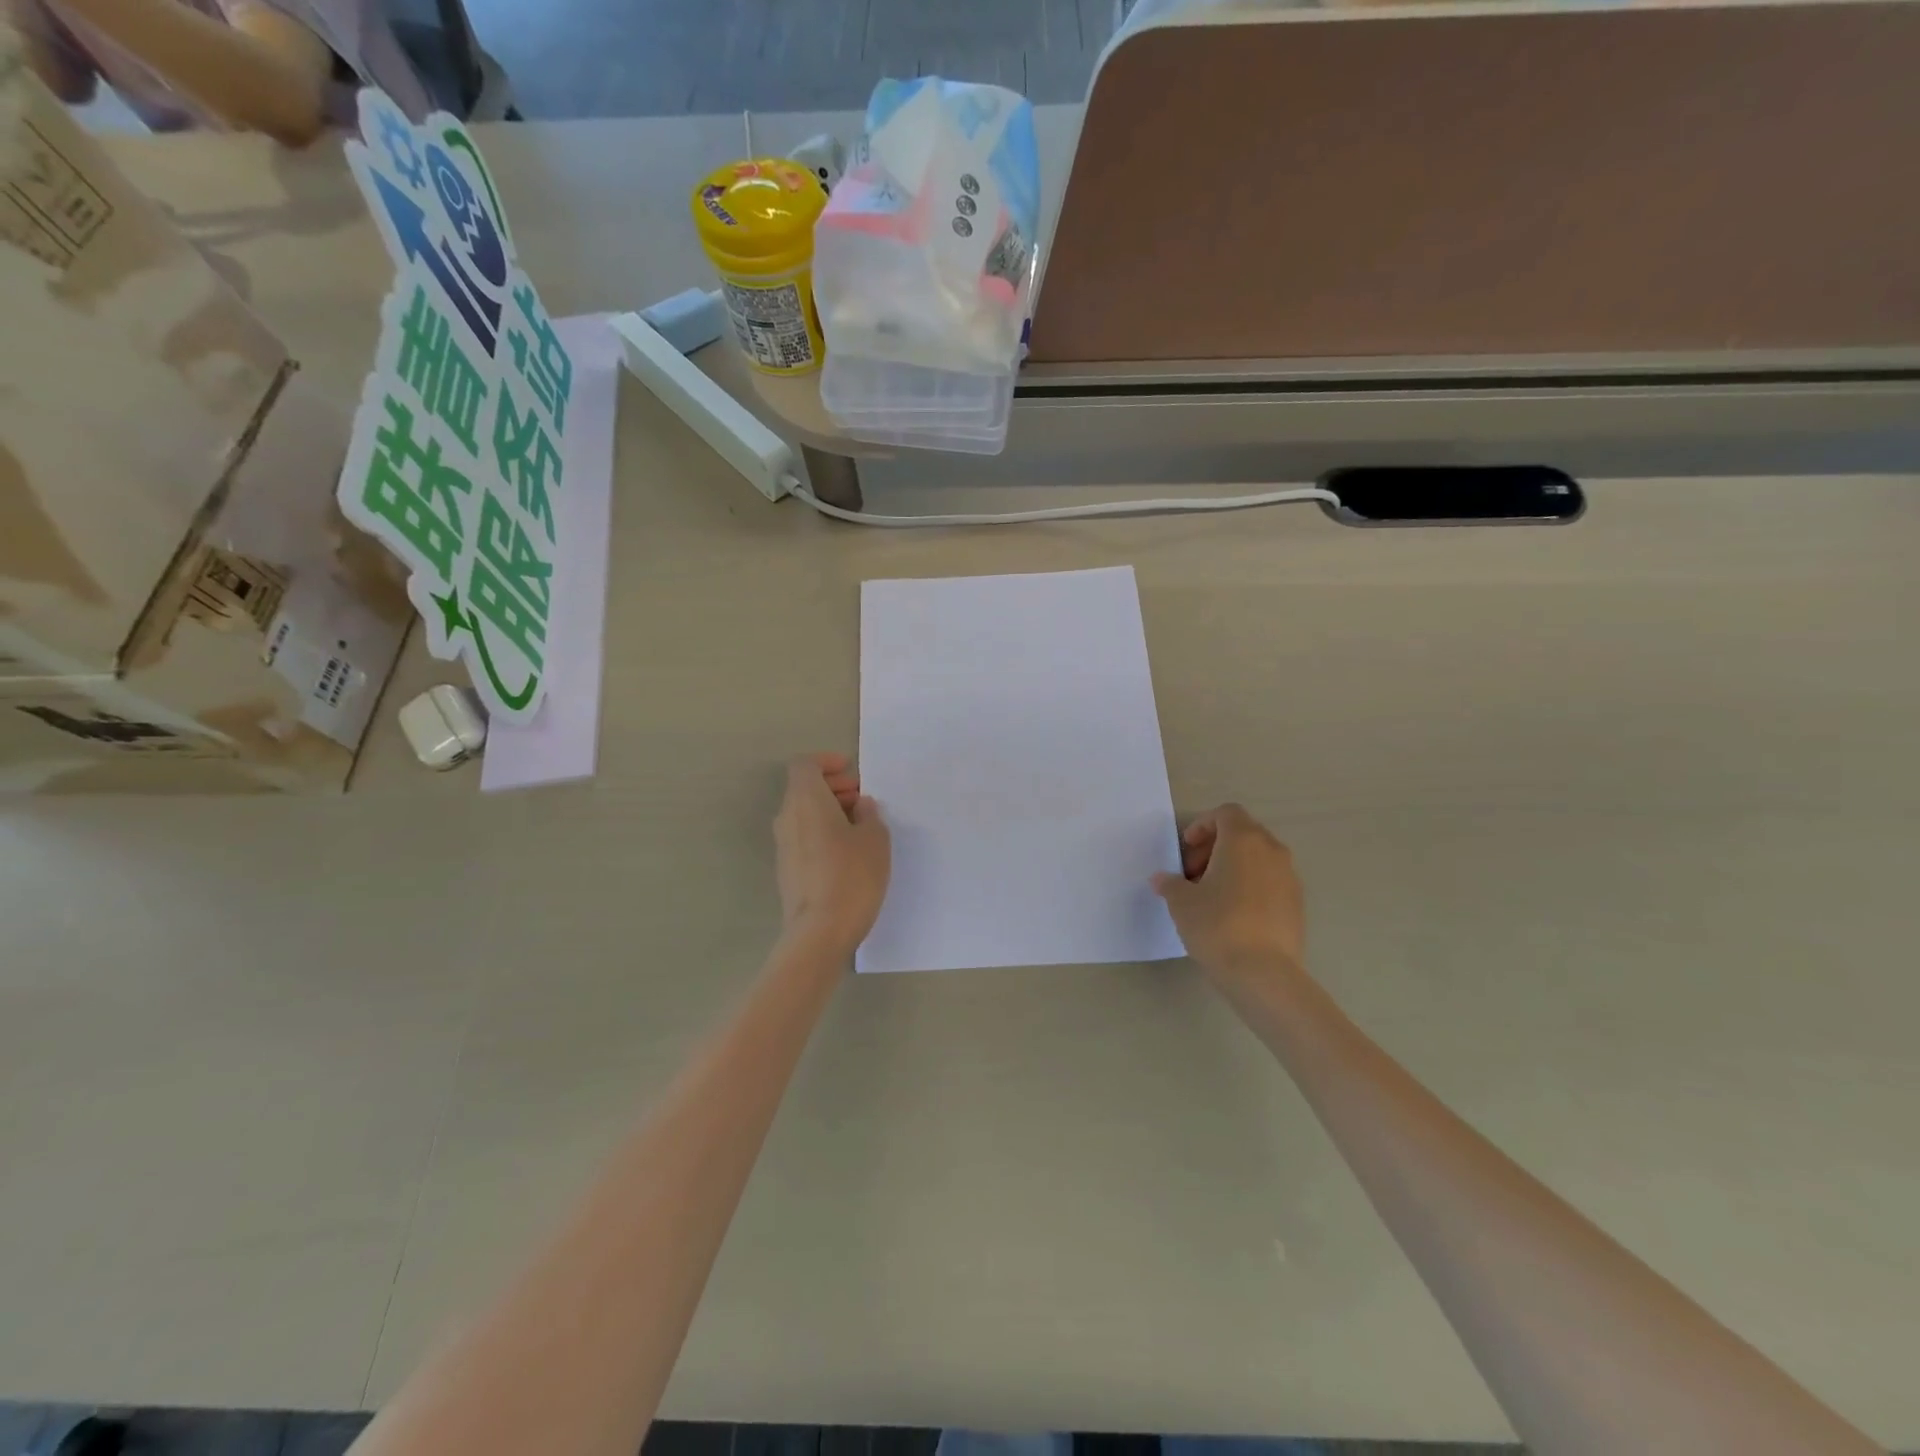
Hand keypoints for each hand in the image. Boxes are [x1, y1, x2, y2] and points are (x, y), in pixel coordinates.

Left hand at [774, 753, 890, 957]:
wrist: (819, 932)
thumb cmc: (851, 876)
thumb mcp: (875, 839)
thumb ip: (869, 814)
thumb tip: (860, 806)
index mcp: (805, 800)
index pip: (805, 765)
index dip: (827, 762)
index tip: (852, 772)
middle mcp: (787, 817)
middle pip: (804, 788)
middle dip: (833, 787)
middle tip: (862, 800)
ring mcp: (783, 845)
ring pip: (804, 813)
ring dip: (829, 811)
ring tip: (861, 827)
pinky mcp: (786, 869)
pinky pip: (803, 836)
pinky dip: (823, 832)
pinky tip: (848, 853)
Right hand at [1152, 804, 1305, 981]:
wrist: (1263, 974)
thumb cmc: (1217, 926)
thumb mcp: (1181, 902)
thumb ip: (1170, 884)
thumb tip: (1163, 879)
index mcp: (1244, 840)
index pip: (1226, 813)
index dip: (1203, 826)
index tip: (1186, 849)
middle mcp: (1272, 851)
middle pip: (1243, 833)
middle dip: (1215, 848)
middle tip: (1193, 874)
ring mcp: (1289, 878)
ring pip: (1258, 858)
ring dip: (1233, 867)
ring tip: (1211, 896)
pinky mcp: (1297, 904)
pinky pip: (1269, 881)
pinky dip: (1250, 886)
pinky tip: (1232, 915)